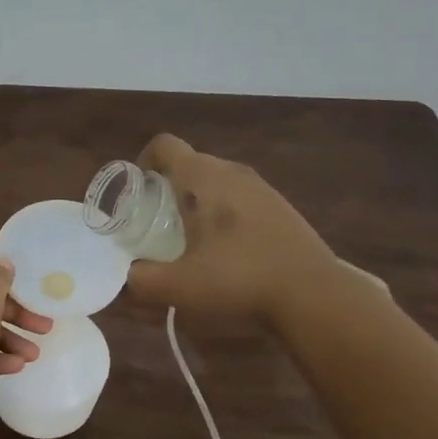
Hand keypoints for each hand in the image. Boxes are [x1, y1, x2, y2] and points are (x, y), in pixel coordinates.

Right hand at [125, 134, 344, 325]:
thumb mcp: (178, 286)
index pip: (164, 145)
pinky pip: (239, 196)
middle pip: (189, 162)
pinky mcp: (280, 205)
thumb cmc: (238, 278)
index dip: (143, 160)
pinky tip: (228, 249)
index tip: (137, 192)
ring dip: (198, 200)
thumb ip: (140, 280)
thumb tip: (124, 276)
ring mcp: (260, 186)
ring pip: (216, 179)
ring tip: (192, 238)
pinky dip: (224, 212)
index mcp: (201, 177)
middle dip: (167, 186)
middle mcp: (230, 171)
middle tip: (158, 222)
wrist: (313, 293)